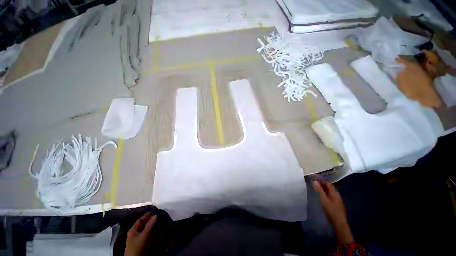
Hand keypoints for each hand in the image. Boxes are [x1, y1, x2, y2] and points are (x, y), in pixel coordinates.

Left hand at [125, 212, 156, 255]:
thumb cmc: (136, 246)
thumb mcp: (143, 236)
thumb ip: (149, 226)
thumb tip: (156, 215)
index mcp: (133, 229)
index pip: (140, 220)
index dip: (146, 215)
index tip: (154, 211)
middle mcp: (134, 232)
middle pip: (142, 224)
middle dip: (149, 220)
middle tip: (157, 215)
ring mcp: (137, 237)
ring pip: (144, 229)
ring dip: (150, 225)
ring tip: (158, 221)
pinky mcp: (140, 242)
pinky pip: (145, 233)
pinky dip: (150, 230)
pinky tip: (155, 230)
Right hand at [313, 180, 353, 244]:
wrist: (339, 223)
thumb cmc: (331, 210)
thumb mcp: (323, 200)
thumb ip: (319, 190)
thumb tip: (314, 181)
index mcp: (334, 193)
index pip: (328, 183)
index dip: (321, 181)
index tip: (314, 181)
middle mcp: (337, 195)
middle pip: (330, 187)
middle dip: (322, 185)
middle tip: (314, 186)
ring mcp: (338, 200)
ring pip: (330, 192)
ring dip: (324, 190)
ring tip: (317, 191)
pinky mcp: (337, 205)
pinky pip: (331, 196)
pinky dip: (326, 195)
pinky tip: (322, 198)